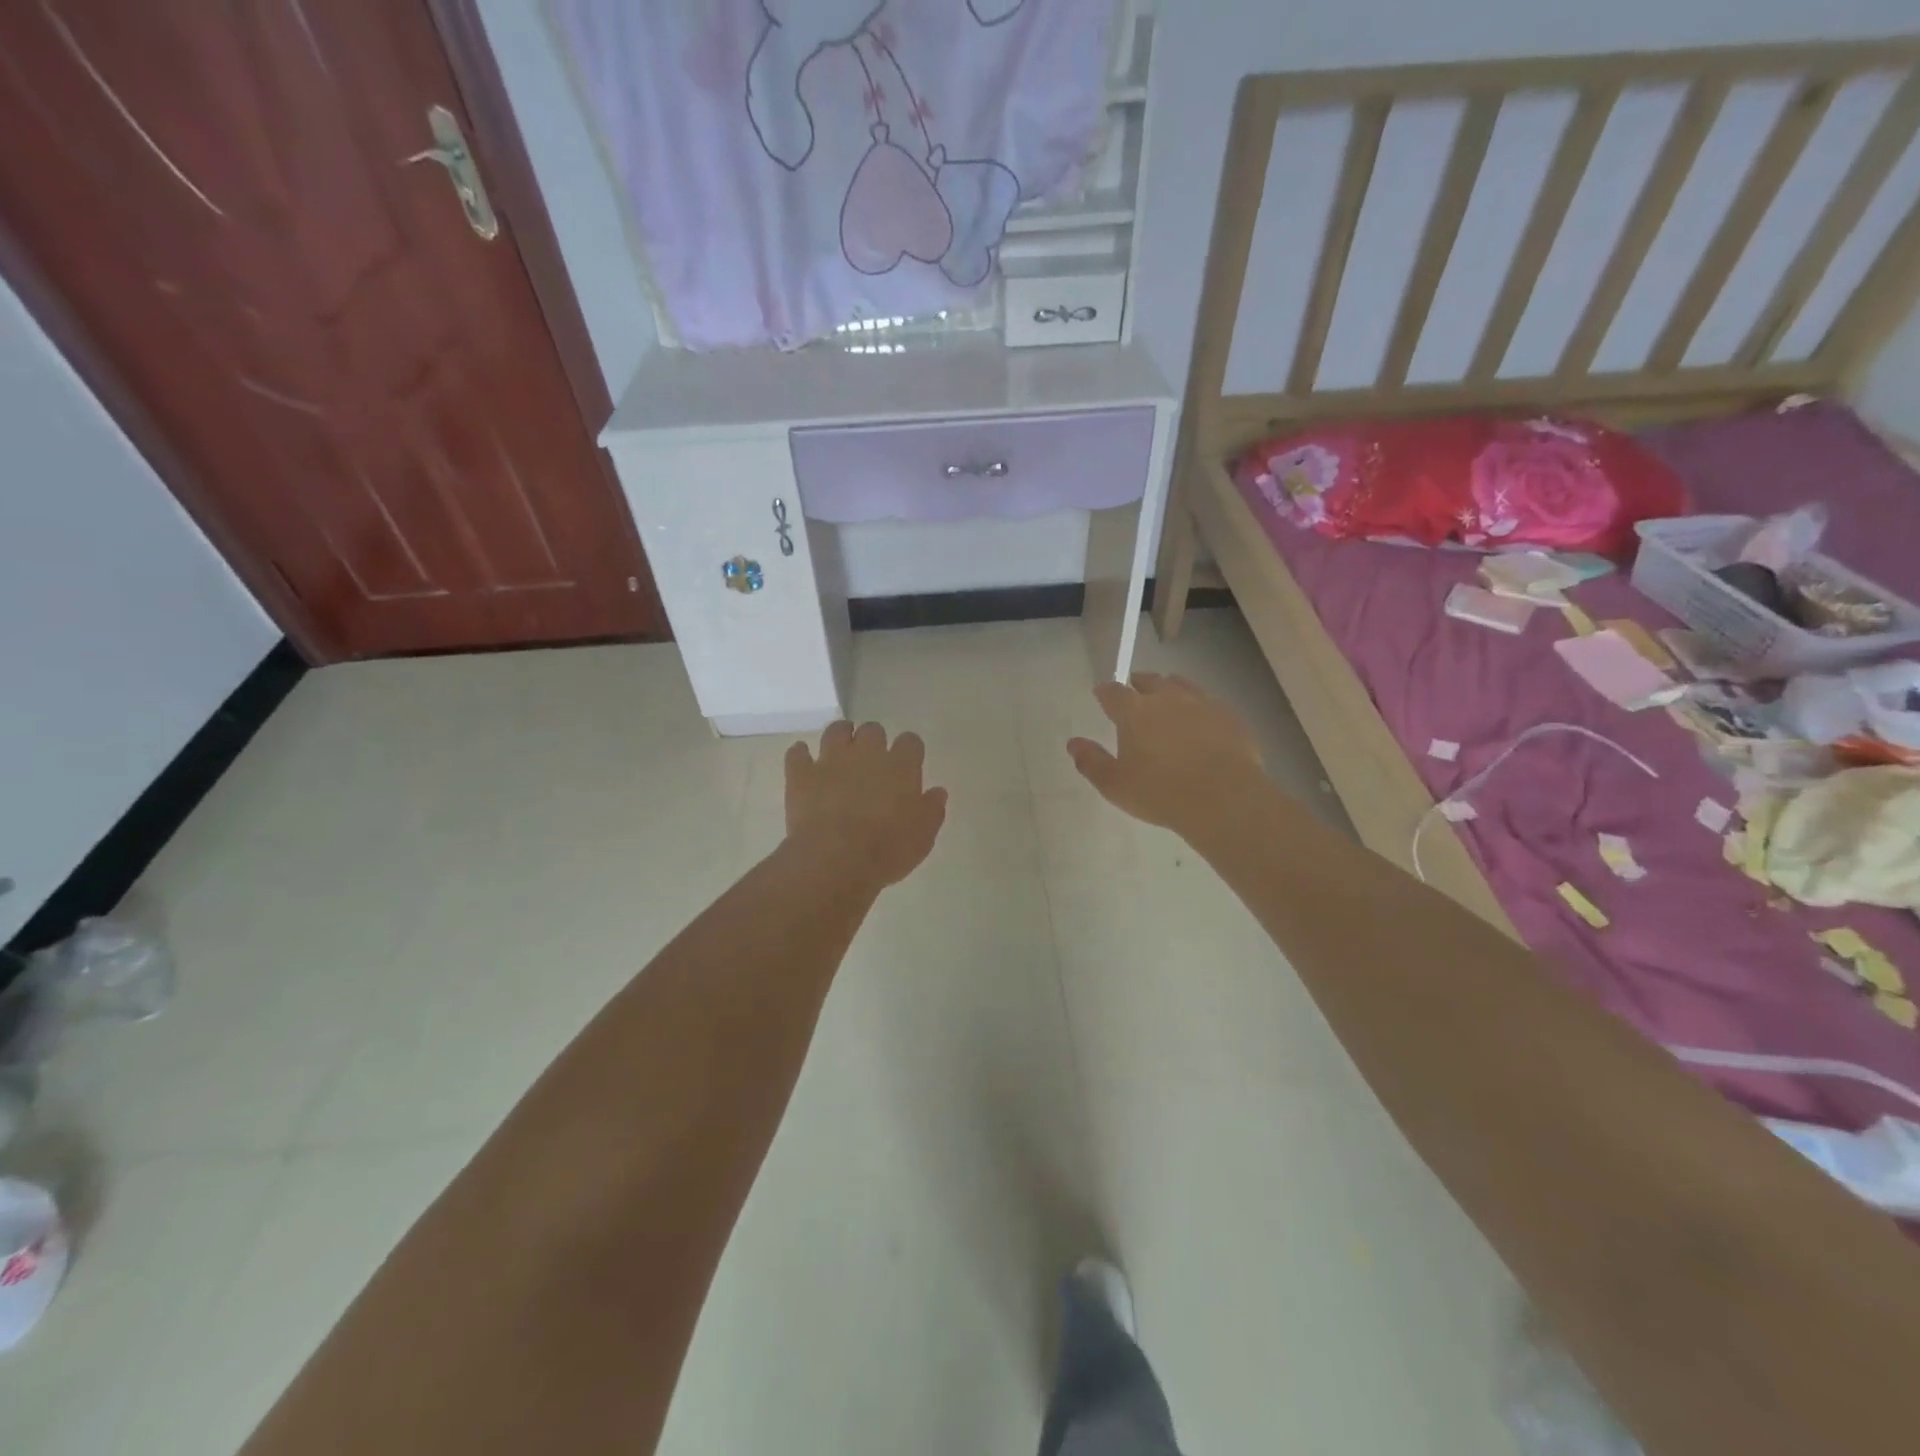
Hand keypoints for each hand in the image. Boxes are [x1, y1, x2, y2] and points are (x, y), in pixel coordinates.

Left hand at [785, 721, 947, 888]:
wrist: (835, 860)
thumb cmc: (887, 850)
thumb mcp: (922, 836)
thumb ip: (931, 809)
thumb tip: (937, 792)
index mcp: (901, 766)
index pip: (910, 742)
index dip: (909, 750)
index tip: (908, 764)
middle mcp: (867, 753)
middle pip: (873, 730)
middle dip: (873, 741)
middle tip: (872, 762)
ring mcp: (831, 760)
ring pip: (836, 730)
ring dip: (840, 736)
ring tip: (841, 752)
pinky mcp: (801, 774)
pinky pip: (798, 753)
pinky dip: (801, 754)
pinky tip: (804, 761)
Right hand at [1067, 674, 1268, 839]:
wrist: (1224, 798)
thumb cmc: (1161, 793)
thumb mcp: (1115, 785)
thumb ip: (1091, 761)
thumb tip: (1074, 743)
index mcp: (1134, 712)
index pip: (1113, 692)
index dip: (1105, 691)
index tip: (1101, 693)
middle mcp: (1167, 698)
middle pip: (1150, 681)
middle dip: (1138, 683)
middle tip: (1134, 688)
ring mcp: (1202, 703)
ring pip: (1182, 685)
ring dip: (1170, 687)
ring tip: (1167, 694)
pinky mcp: (1229, 716)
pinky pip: (1210, 701)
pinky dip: (1200, 705)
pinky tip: (1202, 718)